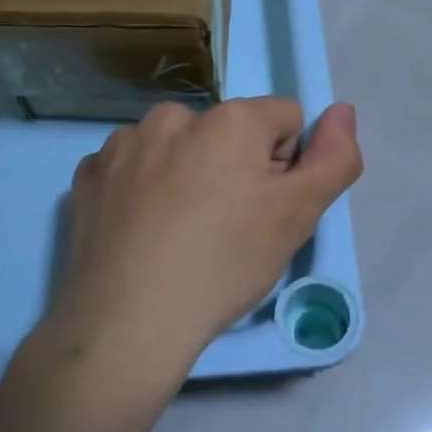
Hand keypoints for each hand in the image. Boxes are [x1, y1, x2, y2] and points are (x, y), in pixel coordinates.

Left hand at [43, 98, 362, 386]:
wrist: (128, 321)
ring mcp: (123, 143)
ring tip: (179, 235)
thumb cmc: (224, 265)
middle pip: (227, 132)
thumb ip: (334, 158)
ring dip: (186, 175)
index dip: (285, 166)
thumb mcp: (298, 217)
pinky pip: (132, 168)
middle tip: (225, 228)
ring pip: (177, 148)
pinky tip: (141, 233)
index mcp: (229, 119)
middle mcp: (173, 115)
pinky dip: (142, 190)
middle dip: (234, 168)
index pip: (284, 120)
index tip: (265, 211)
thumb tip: (342, 111)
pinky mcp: (89, 174)